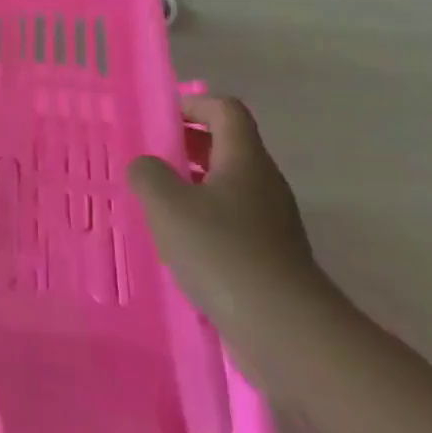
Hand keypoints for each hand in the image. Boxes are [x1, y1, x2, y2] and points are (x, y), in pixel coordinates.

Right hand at [129, 96, 338, 384]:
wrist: (284, 329)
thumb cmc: (221, 251)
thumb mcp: (167, 204)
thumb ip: (148, 173)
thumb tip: (147, 166)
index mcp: (245, 160)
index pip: (225, 110)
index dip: (192, 104)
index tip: (158, 118)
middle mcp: (264, 183)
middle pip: (228, 146)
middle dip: (187, 144)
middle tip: (149, 157)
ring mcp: (271, 222)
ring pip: (228, 186)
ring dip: (192, 184)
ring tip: (155, 201)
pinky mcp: (269, 256)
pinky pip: (232, 221)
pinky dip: (204, 219)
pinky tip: (177, 243)